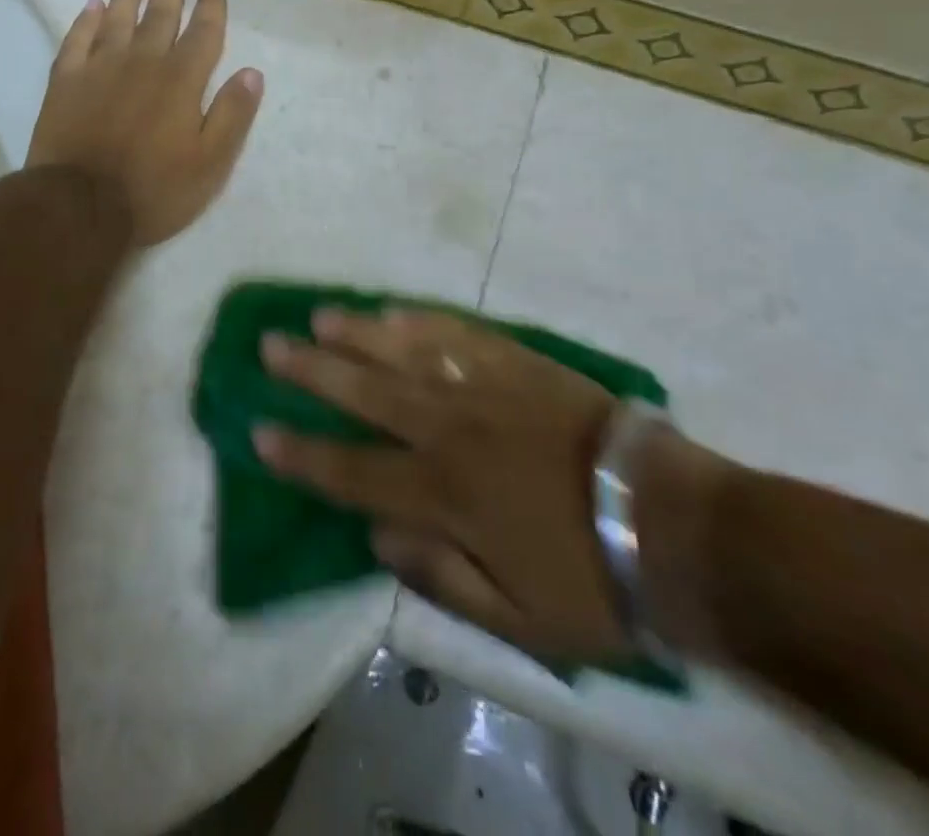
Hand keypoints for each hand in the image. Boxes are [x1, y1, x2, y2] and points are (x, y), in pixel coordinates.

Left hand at [27, 0, 263, 246]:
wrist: (80, 207)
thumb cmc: (154, 189)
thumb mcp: (211, 163)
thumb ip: (232, 115)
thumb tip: (252, 73)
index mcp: (182, 80)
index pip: (203, 32)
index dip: (212, 4)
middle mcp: (143, 62)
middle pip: (160, 15)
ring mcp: (100, 69)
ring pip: (118, 19)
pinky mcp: (66, 82)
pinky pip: (77, 40)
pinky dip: (86, 21)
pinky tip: (91, 7)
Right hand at [252, 308, 628, 663]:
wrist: (670, 523)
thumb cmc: (590, 579)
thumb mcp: (515, 619)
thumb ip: (437, 574)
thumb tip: (377, 533)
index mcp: (443, 494)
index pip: (350, 470)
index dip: (300, 452)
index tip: (258, 430)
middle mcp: (450, 430)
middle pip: (365, 393)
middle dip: (311, 371)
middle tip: (269, 344)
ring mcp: (484, 389)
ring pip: (405, 352)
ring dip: (357, 334)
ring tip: (318, 316)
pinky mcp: (518, 364)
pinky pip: (459, 334)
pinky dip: (422, 321)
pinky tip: (393, 310)